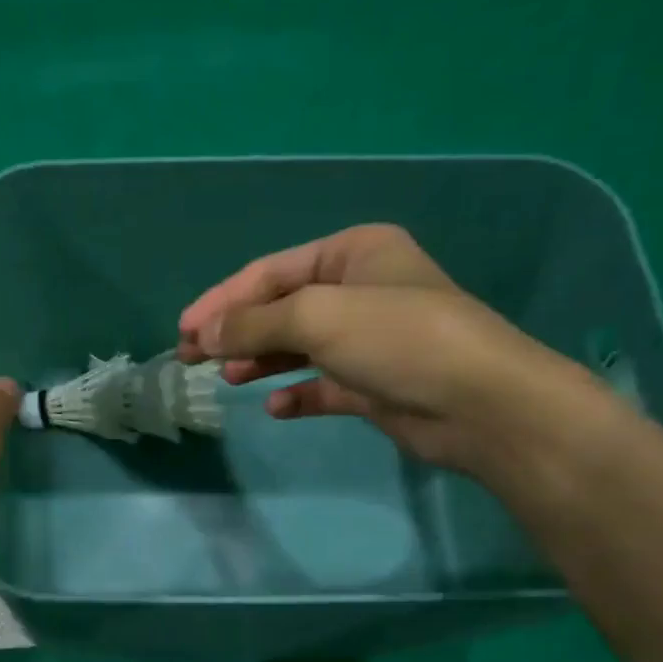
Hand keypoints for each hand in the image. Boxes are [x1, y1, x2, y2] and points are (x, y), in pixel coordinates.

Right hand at [177, 224, 608, 477]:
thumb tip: (201, 332)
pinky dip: (295, 393)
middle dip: (234, 331)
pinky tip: (275, 407)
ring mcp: (368, 338)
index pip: (270, 273)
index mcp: (352, 253)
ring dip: (258, 360)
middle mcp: (359, 289)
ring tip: (225, 378)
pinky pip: (321, 384)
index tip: (183, 330)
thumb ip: (253, 322)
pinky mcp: (373, 383)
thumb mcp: (317, 317)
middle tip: (190, 358)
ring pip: (297, 346)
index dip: (222, 300)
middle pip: (280, 308)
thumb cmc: (398, 339)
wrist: (480, 405)